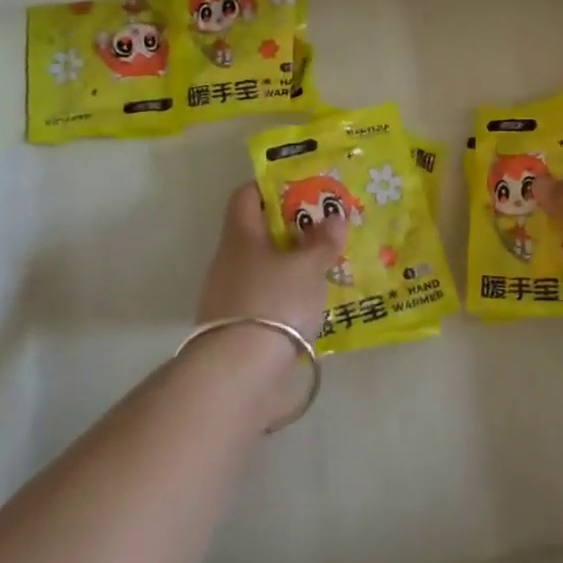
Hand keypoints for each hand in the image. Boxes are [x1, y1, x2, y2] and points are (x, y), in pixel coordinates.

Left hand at [196, 182, 345, 343]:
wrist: (239, 375)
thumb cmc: (274, 302)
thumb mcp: (307, 267)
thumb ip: (322, 241)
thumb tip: (334, 217)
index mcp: (240, 236)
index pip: (246, 196)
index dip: (271, 187)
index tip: (302, 189)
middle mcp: (228, 262)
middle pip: (258, 233)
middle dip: (290, 229)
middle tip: (324, 229)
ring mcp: (228, 298)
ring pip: (262, 269)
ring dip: (289, 266)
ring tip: (323, 268)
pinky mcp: (236, 331)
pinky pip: (264, 300)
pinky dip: (284, 297)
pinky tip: (309, 306)